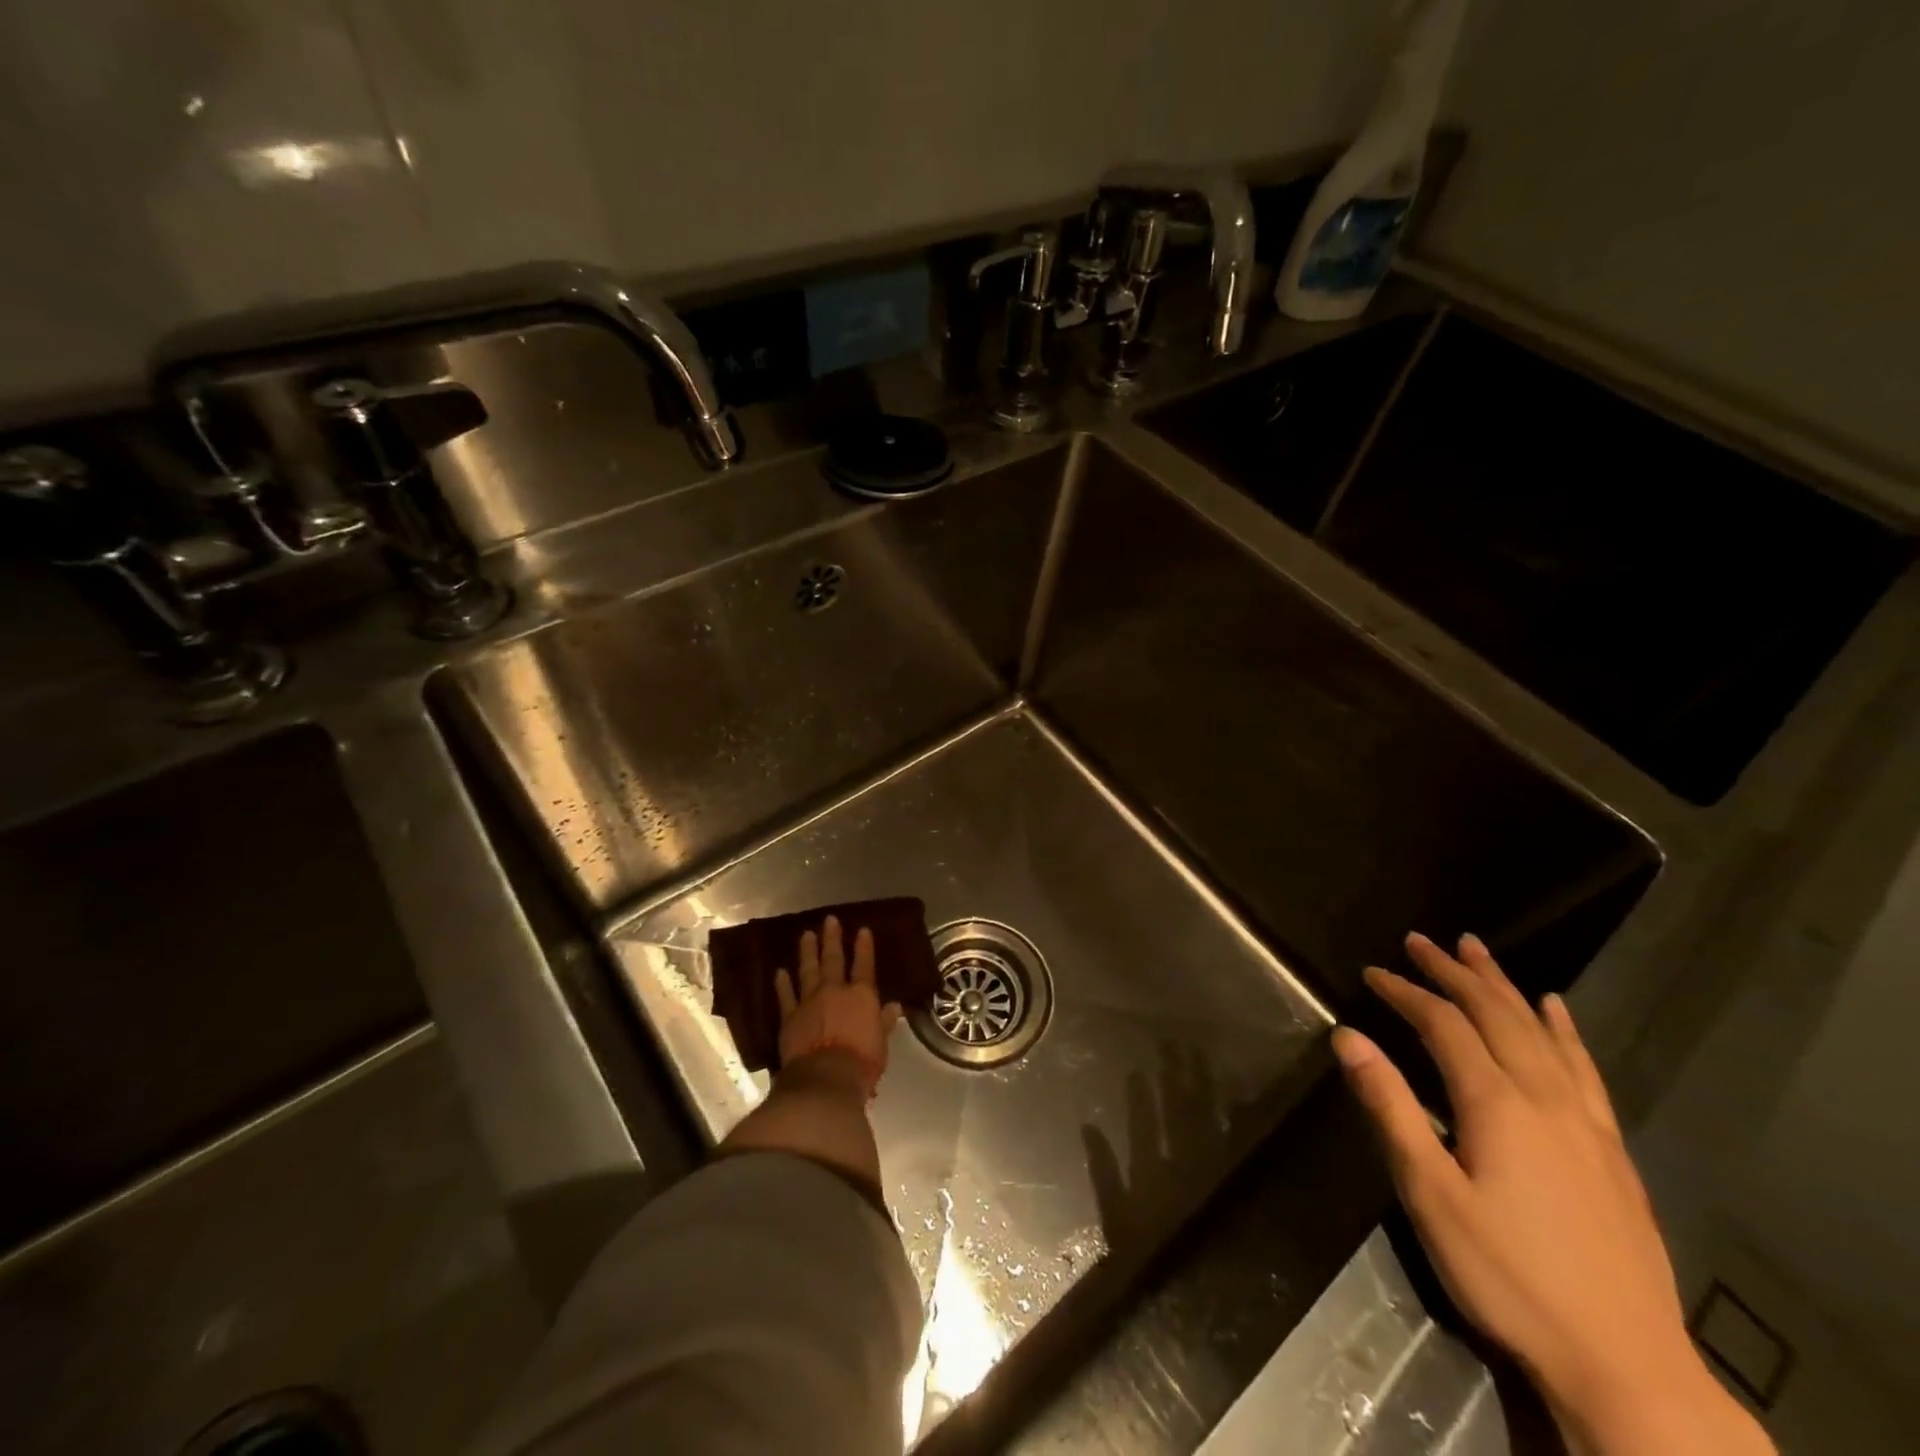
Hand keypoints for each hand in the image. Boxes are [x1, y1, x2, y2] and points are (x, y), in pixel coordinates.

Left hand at [774, 915, 903, 1099]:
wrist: (825, 1078)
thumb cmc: (862, 1063)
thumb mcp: (881, 1043)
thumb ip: (884, 1022)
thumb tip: (894, 1006)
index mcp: (861, 996)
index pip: (864, 965)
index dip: (864, 947)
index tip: (862, 929)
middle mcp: (835, 991)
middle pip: (833, 960)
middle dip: (832, 939)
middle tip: (829, 920)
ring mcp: (809, 1001)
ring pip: (808, 970)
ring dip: (807, 952)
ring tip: (806, 935)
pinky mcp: (790, 1017)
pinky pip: (786, 996)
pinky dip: (782, 983)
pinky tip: (780, 971)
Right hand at [1334, 933, 1772, 1455]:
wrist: (1626, 1364)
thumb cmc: (1507, 1274)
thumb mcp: (1428, 1192)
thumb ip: (1389, 1107)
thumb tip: (1348, 1037)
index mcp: (1496, 1102)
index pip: (1443, 1024)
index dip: (1405, 992)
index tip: (1372, 972)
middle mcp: (1543, 1096)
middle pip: (1495, 1014)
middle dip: (1453, 972)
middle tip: (1420, 940)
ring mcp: (1585, 1122)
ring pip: (1540, 1031)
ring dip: (1503, 985)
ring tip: (1477, 950)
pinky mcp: (1610, 1149)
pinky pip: (1584, 1069)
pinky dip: (1564, 1030)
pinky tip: (1556, 1010)